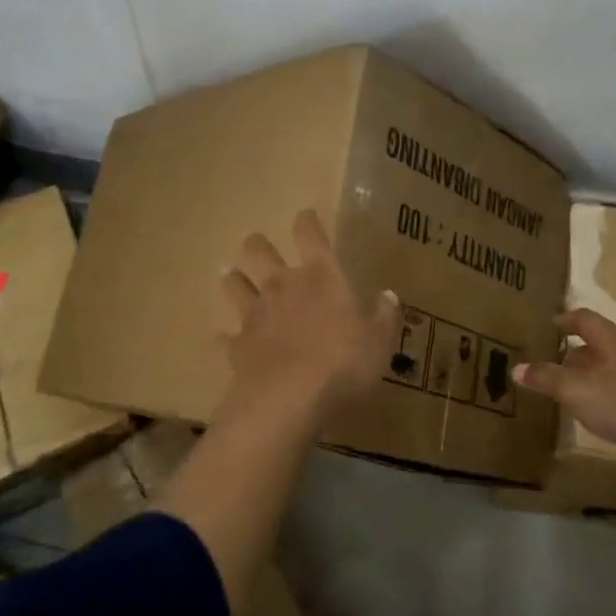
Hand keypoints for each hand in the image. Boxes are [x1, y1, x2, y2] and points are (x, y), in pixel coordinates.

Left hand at [219, 210, 402, 419]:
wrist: (288, 398)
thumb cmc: (342, 362)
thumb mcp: (378, 342)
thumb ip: (383, 317)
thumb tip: (389, 295)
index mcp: (319, 276)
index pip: (309, 234)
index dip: (307, 221)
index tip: (306, 217)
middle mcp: (282, 285)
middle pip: (258, 250)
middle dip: (256, 245)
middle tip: (258, 248)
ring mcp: (254, 313)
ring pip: (234, 283)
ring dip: (233, 279)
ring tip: (232, 277)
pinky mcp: (238, 345)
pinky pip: (226, 336)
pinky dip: (226, 336)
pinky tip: (226, 338)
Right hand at [514, 308, 615, 461]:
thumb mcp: (579, 391)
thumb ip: (548, 379)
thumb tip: (516, 367)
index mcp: (610, 339)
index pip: (583, 319)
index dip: (566, 320)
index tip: (552, 324)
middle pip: (602, 344)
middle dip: (579, 353)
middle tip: (558, 365)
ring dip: (598, 378)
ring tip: (580, 395)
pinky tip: (612, 419)